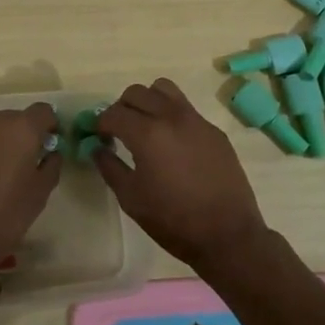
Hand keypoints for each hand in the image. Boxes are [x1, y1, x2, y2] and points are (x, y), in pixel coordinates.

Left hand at [0, 103, 61, 277]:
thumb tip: (50, 153)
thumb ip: (51, 165)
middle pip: (16, 118)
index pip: (44, 111)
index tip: (49, 146)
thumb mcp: (40, 194)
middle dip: (23, 135)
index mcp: (22, 128)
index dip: (49, 126)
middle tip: (24, 163)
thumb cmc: (4, 214)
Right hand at [93, 79, 270, 271]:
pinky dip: (171, 115)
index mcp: (147, 133)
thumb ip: (109, 167)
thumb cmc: (173, 220)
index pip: (114, 113)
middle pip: (137, 92)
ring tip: (146, 126)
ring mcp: (196, 120)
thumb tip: (96, 148)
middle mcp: (171, 116)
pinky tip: (173, 144)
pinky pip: (186, 108)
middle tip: (120, 131)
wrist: (228, 235)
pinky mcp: (214, 130)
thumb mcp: (131, 198)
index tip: (98, 136)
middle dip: (122, 108)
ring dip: (148, 101)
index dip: (100, 123)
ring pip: (164, 89)